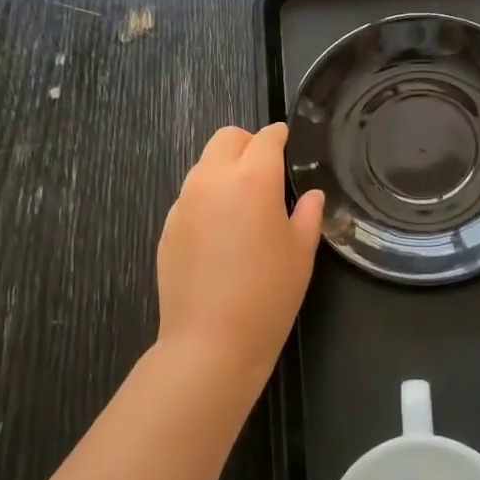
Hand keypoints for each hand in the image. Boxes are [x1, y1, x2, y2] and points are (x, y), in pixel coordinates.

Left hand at [156, 123, 324, 384]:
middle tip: (266, 172)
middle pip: (227, 137)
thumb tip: (311, 195)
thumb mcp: (302, 252)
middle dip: (248, 144)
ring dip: (225, 169)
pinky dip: (208, 198)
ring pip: (205, 164)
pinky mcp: (167, 226)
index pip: (267, 137)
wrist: (210, 342)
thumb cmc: (268, 294)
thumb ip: (308, 213)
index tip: (290, 146)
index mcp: (253, 178)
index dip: (281, 137)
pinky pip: (190, 195)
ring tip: (243, 205)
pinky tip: (220, 234)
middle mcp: (213, 179)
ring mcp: (185, 201)